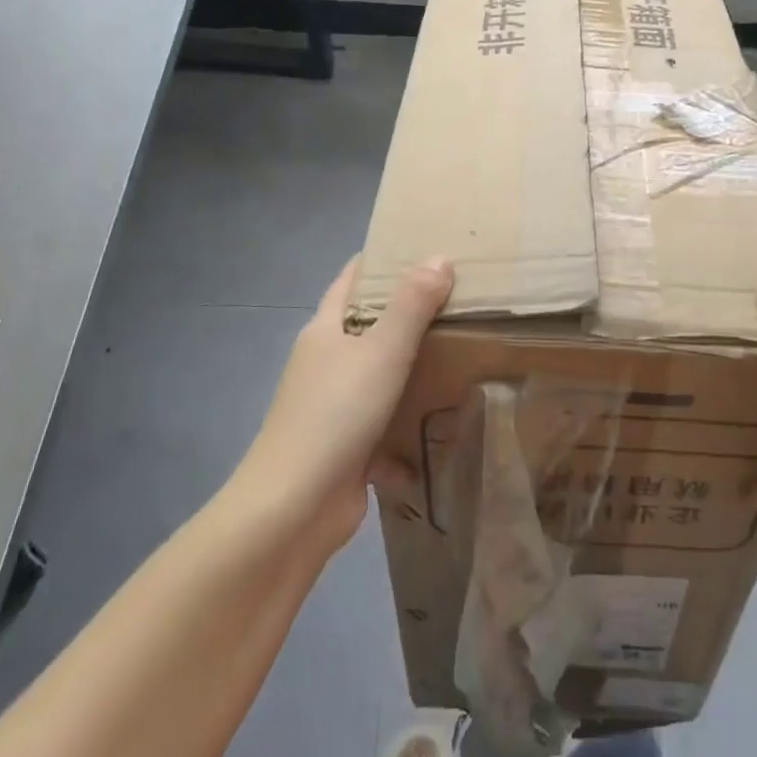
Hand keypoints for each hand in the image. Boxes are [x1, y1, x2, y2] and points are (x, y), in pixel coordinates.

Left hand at [241, 255, 452, 550]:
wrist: (294, 508)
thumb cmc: (337, 413)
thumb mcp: (382, 350)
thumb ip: (412, 304)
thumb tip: (439, 258)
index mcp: (324, 331)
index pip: (351, 280)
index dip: (381, 261)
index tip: (421, 248)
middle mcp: (324, 364)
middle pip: (368, 329)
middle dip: (408, 317)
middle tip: (459, 302)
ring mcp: (332, 408)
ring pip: (379, 380)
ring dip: (412, 376)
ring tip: (462, 360)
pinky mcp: (345, 449)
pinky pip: (383, 431)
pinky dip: (405, 435)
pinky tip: (438, 437)